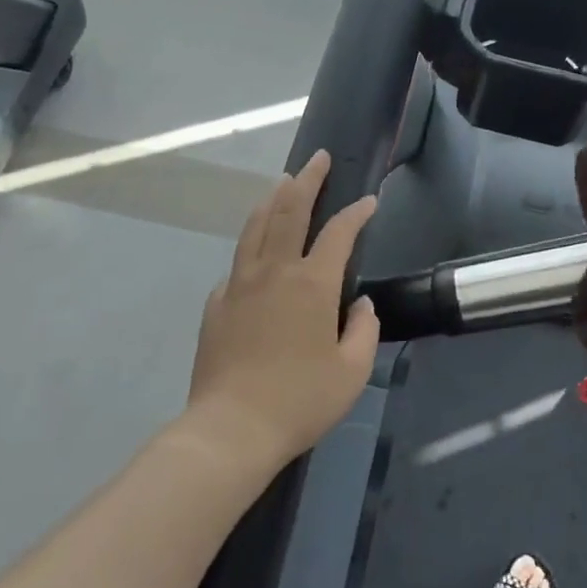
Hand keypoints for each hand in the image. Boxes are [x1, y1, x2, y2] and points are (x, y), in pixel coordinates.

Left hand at [186, 151, 379, 467]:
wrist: (231, 429)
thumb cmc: (299, 400)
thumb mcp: (351, 372)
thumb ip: (363, 330)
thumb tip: (360, 304)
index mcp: (312, 284)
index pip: (339, 233)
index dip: (357, 213)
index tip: (369, 201)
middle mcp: (275, 271)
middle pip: (290, 210)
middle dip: (308, 180)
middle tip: (319, 159)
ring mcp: (240, 283)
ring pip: (256, 226)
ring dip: (273, 199)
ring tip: (283, 182)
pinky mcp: (217, 303)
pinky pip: (237, 262)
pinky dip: (251, 244)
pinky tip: (255, 251)